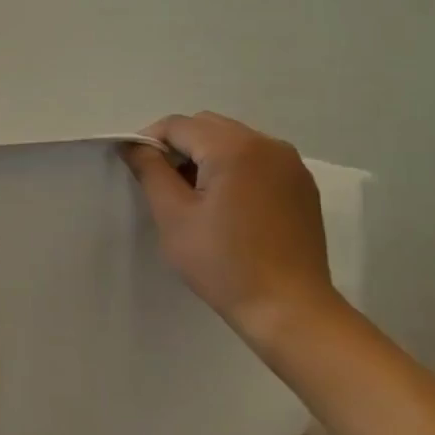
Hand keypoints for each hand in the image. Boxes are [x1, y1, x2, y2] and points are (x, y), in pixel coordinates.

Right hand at [123, 112, 338, 338]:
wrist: (289, 309)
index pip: (178, 125)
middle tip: (165, 186)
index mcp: (234, 147)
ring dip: (207, 156)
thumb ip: (150, 171)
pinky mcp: (301, 185)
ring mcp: (290, 164)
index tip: (139, 171)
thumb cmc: (222, 262)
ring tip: (196, 198)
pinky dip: (234, 168)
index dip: (150, 142)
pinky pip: (257, 159)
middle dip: (179, 147)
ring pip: (233, 140)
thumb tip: (133, 145)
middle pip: (207, 126)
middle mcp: (267, 144)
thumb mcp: (173, 215)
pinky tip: (228, 206)